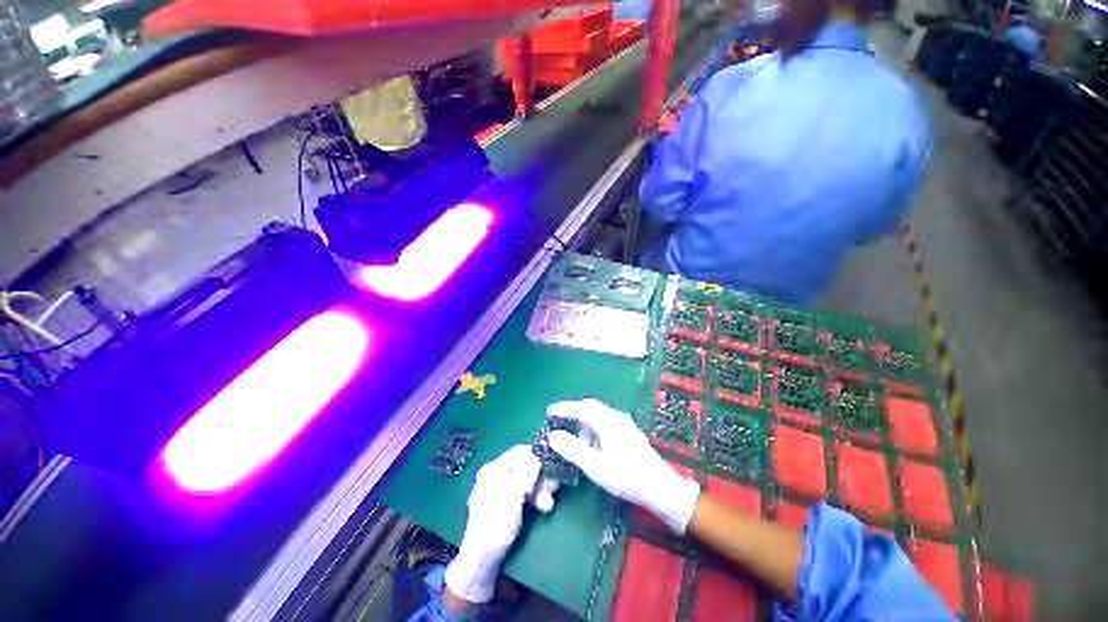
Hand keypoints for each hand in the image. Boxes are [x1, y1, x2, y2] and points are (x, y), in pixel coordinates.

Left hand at [444, 445, 540, 603]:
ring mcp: (499, 489)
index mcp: (493, 469)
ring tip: (549, 502)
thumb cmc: (496, 524)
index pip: (518, 452)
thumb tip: (537, 457)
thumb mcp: (513, 496)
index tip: (552, 463)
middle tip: (553, 487)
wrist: (482, 559)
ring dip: (539, 489)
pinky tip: (542, 506)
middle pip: (523, 466)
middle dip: (540, 476)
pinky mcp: (505, 503)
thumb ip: (525, 474)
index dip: (536, 455)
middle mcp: (495, 475)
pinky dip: (534, 497)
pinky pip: (522, 492)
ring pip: (525, 480)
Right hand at [546, 399, 700, 534]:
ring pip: (599, 414)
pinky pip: (606, 420)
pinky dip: (593, 426)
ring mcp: (624, 423)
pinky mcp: (629, 432)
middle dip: (573, 412)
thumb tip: (553, 435)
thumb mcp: (595, 466)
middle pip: (590, 407)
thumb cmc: (626, 477)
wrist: (660, 487)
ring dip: (584, 420)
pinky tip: (592, 441)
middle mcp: (616, 416)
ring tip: (573, 435)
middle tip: (559, 420)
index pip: (581, 408)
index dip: (564, 408)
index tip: (549, 411)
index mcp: (607, 421)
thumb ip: (573, 449)